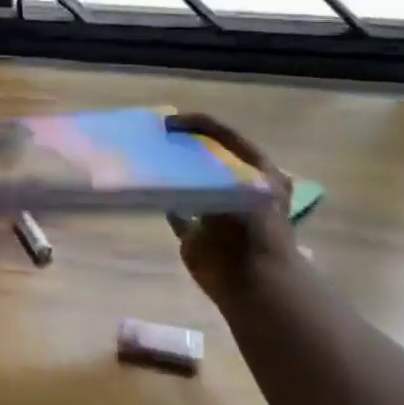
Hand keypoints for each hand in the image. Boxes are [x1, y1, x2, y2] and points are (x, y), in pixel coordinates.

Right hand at [164, 112, 295, 305]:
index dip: (195, 124)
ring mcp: (216, 210)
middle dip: (181, 147)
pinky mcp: (195, 234)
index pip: (222, 134)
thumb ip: (209, 161)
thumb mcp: (236, 181)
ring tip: (148, 160)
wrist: (253, 281)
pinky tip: (148, 189)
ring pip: (189, 182)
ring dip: (172, 173)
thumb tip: (177, 143)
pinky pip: (174, 211)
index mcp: (256, 169)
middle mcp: (237, 186)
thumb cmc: (252, 225)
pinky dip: (163, 201)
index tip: (166, 123)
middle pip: (205, 156)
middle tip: (155, 138)